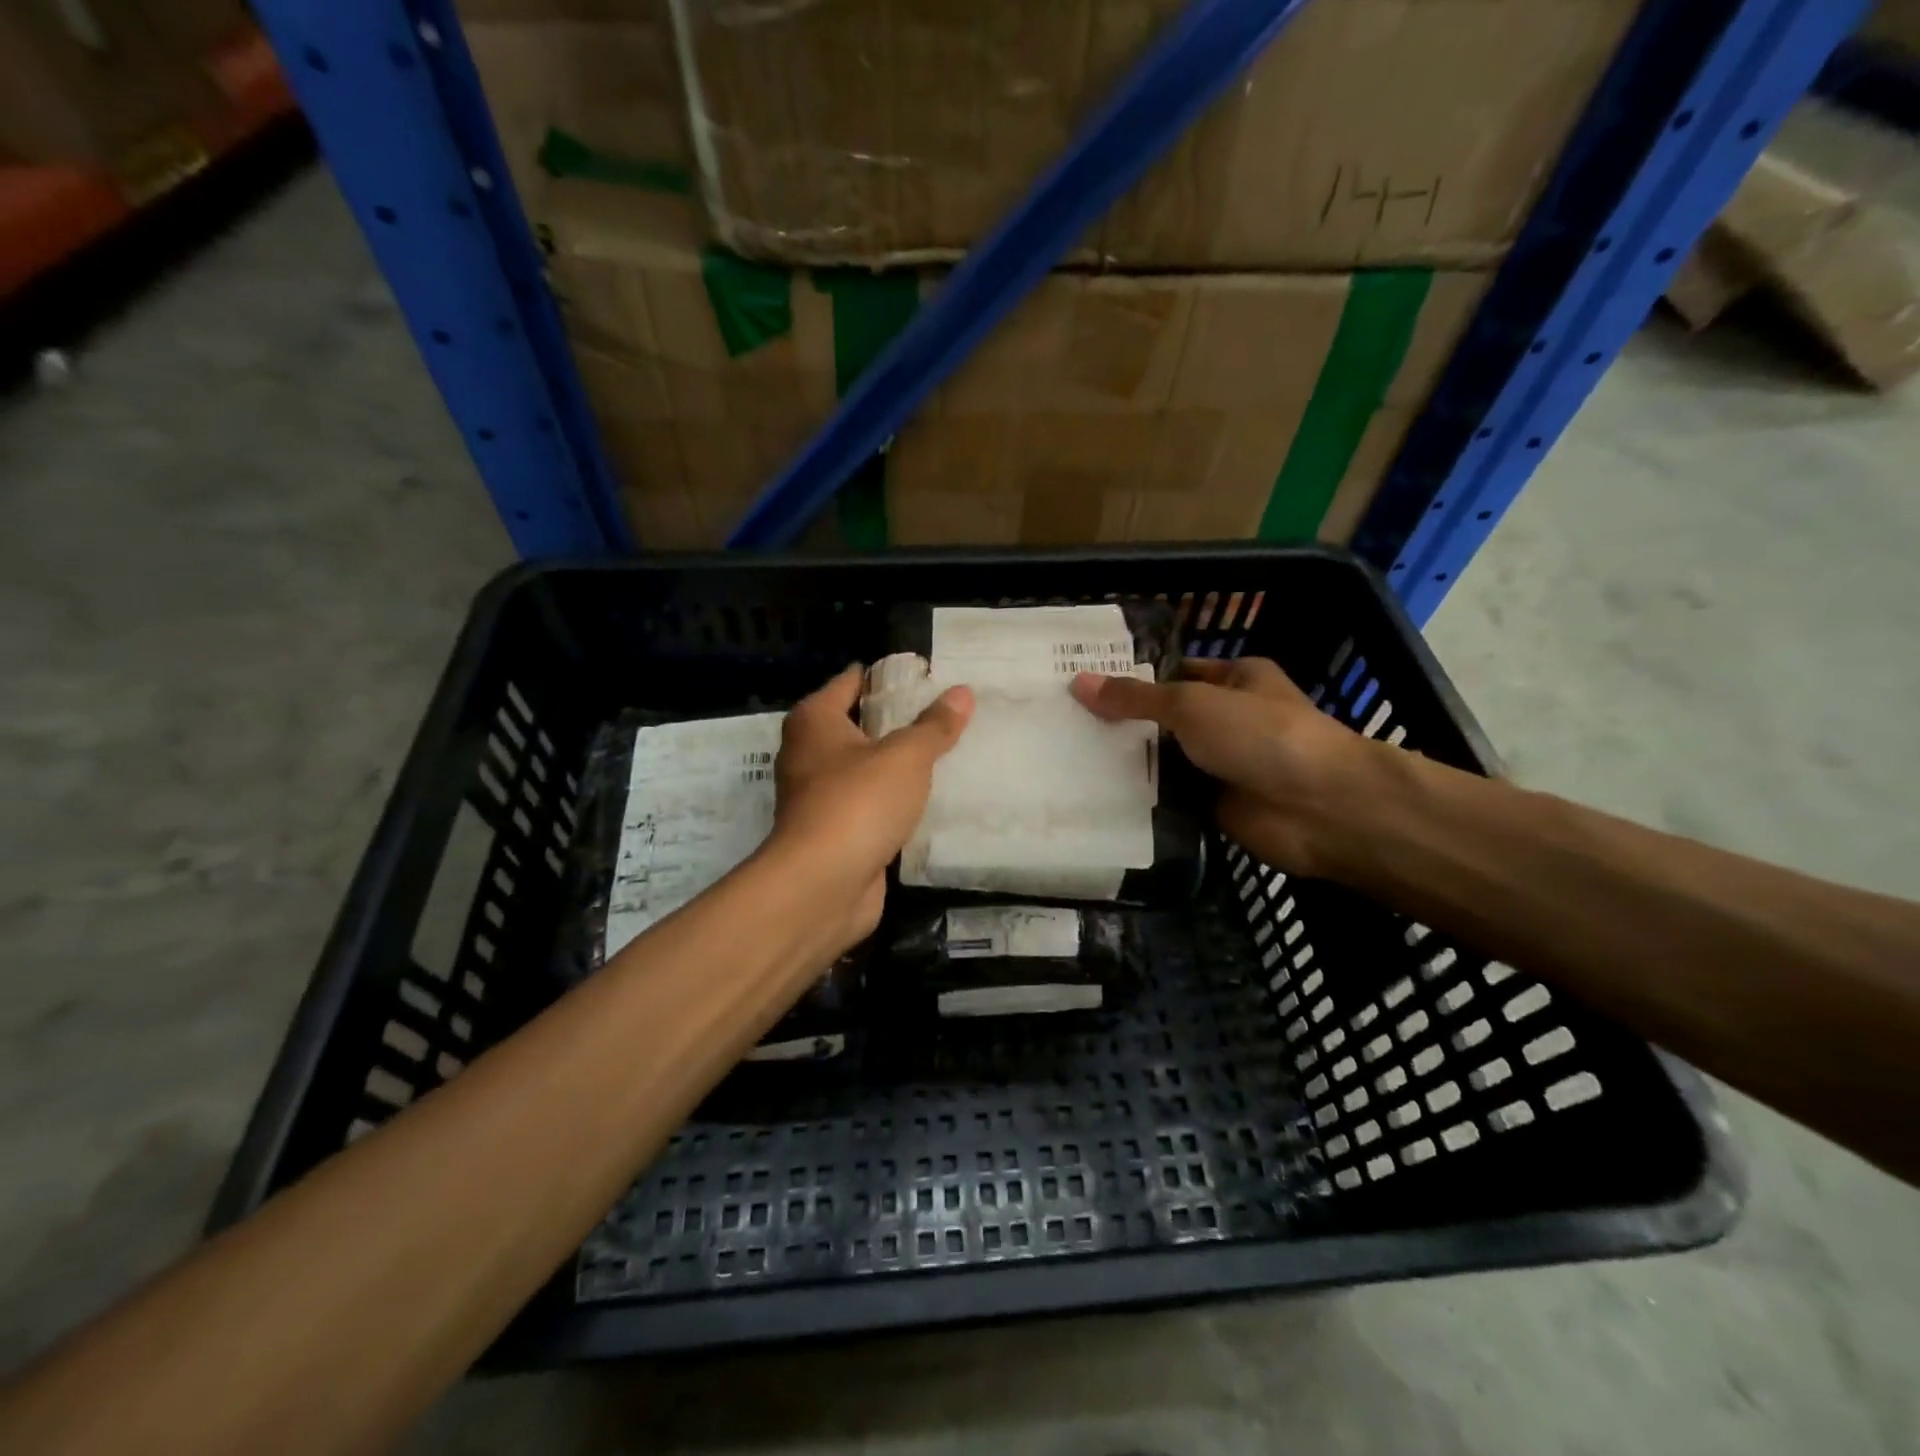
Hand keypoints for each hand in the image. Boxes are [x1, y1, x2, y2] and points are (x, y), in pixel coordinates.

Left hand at [769, 665, 973, 951]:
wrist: (822, 886)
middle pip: (860, 725)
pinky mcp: (835, 832)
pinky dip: (896, 802)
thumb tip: (962, 692)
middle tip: (950, 712)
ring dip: (899, 765)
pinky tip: (933, 799)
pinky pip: (872, 805)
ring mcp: (820, 796)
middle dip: (900, 720)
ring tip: (950, 752)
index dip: (888, 675)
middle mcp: (809, 753)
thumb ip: (934, 726)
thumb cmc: (857, 803)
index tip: (930, 675)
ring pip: (868, 768)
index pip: (852, 681)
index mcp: (815, 721)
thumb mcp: (905, 756)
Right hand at [1071, 657, 1371, 875]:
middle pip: (1165, 719)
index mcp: (1234, 679)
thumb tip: (1079, 683)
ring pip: (1164, 761)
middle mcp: (1228, 719)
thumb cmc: (1261, 735)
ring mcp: (1222, 765)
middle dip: (1123, 723)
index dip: (1133, 677)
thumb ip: (1136, 698)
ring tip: (1067, 760)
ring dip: (1128, 764)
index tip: (1083, 685)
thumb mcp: (1191, 704)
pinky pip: (1170, 799)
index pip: (1174, 672)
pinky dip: (1142, 799)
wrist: (1320, 808)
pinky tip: (1095, 797)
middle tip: (1064, 725)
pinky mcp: (1215, 806)